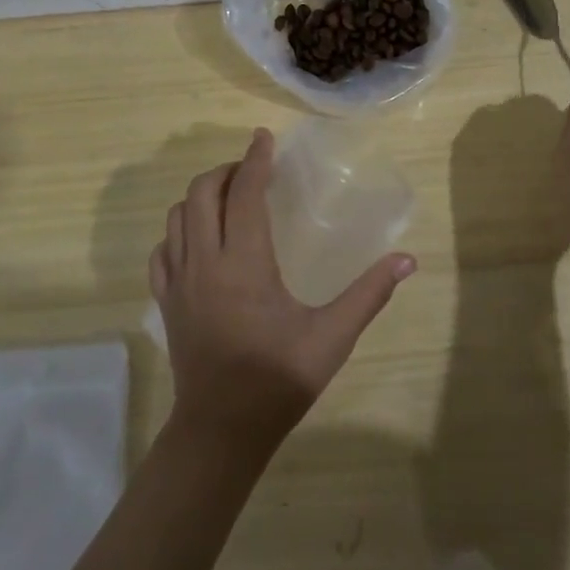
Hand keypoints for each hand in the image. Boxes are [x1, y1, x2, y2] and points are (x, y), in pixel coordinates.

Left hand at [149, 129, 416, 450]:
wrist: (221, 431)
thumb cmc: (278, 380)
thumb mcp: (331, 338)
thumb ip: (369, 294)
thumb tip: (407, 260)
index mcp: (244, 263)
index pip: (244, 193)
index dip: (255, 160)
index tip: (265, 138)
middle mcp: (205, 262)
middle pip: (200, 193)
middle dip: (226, 171)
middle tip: (252, 171)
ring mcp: (178, 281)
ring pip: (176, 217)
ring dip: (200, 197)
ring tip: (228, 198)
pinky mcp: (166, 301)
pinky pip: (162, 250)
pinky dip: (178, 230)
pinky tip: (199, 240)